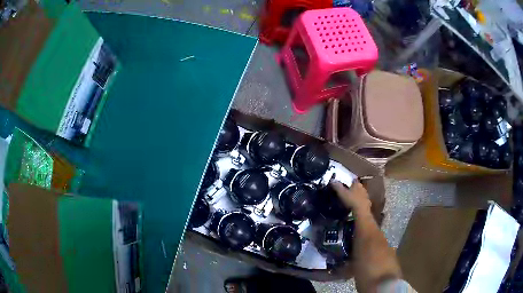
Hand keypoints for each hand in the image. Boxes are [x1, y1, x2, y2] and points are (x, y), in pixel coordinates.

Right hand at [331, 180, 370, 214]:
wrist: (361, 211)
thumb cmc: (351, 200)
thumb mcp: (341, 193)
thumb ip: (337, 186)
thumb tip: (332, 180)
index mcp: (357, 184)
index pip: (353, 180)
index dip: (349, 181)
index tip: (345, 184)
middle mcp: (363, 188)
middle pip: (357, 187)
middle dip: (353, 189)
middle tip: (347, 193)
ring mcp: (366, 196)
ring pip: (360, 194)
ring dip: (356, 196)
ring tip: (350, 200)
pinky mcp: (368, 203)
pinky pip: (362, 201)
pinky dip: (359, 202)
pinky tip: (355, 206)